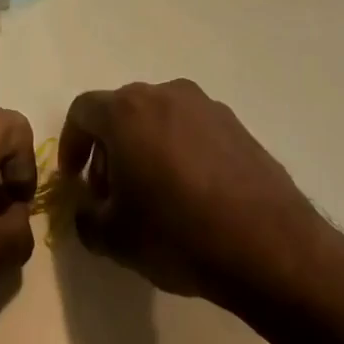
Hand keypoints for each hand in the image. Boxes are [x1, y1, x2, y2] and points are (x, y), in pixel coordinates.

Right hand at [58, 80, 329, 306]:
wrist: (271, 248)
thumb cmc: (179, 234)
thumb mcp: (114, 238)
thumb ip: (86, 217)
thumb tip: (89, 208)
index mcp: (126, 112)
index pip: (82, 112)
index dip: (71, 144)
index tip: (75, 180)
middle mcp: (164, 95)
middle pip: (121, 111)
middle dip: (108, 147)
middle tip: (111, 190)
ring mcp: (206, 107)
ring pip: (159, 118)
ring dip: (145, 147)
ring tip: (154, 193)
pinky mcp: (238, 126)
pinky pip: (193, 130)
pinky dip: (180, 152)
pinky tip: (192, 194)